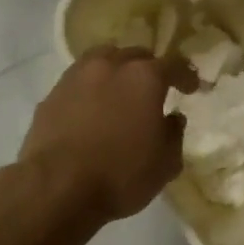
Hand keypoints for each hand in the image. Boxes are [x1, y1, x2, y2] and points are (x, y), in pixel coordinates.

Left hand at [20, 46, 197, 221]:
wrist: (57, 189)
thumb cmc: (121, 175)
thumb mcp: (165, 163)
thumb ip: (174, 134)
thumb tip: (173, 118)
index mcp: (144, 77)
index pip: (173, 64)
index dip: (186, 75)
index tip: (192, 88)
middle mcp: (110, 66)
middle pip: (135, 55)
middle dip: (149, 68)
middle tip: (155, 89)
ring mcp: (76, 78)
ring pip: (102, 61)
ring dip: (116, 71)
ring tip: (120, 91)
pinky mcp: (51, 96)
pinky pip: (78, 82)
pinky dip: (90, 89)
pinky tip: (92, 110)